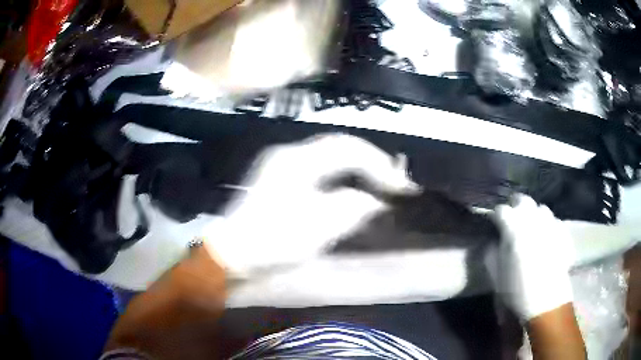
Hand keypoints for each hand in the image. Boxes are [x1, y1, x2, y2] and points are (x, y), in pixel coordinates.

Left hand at [202, 134, 418, 277]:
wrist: (233, 254)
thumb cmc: (272, 242)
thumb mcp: (317, 228)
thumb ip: (351, 208)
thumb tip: (374, 200)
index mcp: (297, 160)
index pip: (348, 149)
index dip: (379, 164)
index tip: (400, 185)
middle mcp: (289, 153)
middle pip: (339, 147)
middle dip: (370, 162)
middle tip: (392, 181)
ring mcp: (282, 164)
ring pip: (330, 156)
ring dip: (357, 168)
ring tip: (378, 183)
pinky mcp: (280, 178)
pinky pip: (320, 168)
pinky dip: (341, 176)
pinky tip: (350, 189)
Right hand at [492, 194, 574, 320]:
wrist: (546, 302)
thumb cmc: (517, 290)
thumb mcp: (496, 275)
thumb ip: (491, 252)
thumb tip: (493, 241)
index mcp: (514, 227)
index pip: (501, 210)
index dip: (495, 216)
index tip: (493, 225)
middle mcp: (533, 219)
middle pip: (523, 200)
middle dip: (515, 206)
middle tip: (512, 220)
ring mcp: (550, 223)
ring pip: (540, 208)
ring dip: (533, 214)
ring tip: (530, 228)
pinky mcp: (562, 232)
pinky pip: (553, 220)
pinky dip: (547, 225)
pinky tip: (546, 239)